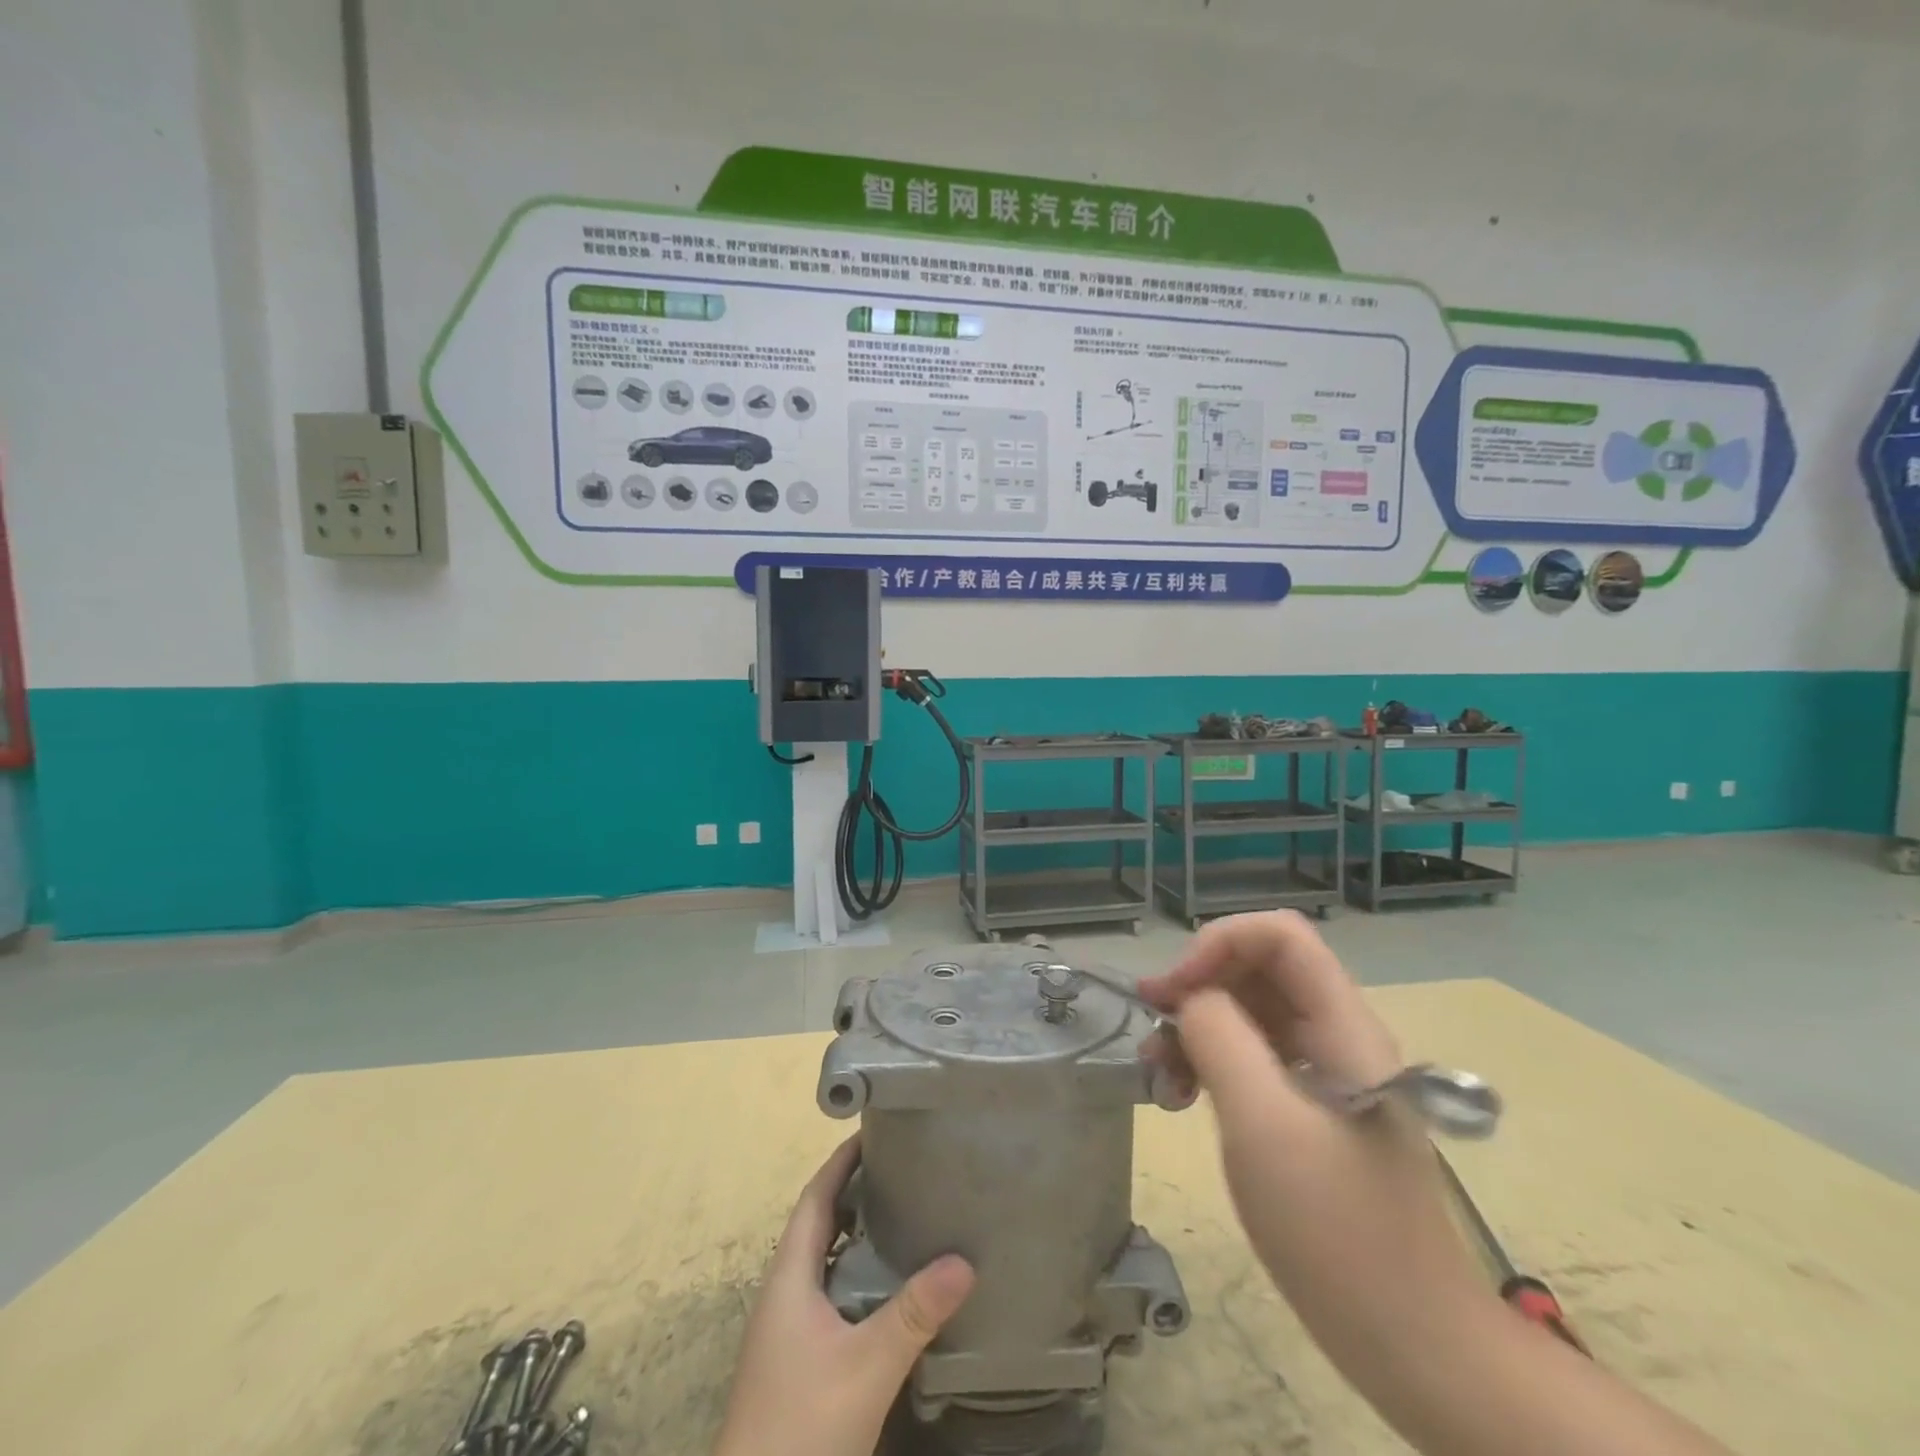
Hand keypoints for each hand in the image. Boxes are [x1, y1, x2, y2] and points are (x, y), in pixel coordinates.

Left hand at [714, 1137, 975, 1455]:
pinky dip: (856, 1272)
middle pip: (818, 1222)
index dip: (841, 1162)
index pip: (815, 1197)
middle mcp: (783, 1292)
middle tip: (901, 1167)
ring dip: (855, 1232)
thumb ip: (914, 1313)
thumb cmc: (803, 1427)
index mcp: (789, 1276)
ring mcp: (786, 1328)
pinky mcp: (796, 1358)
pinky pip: (829, 1291)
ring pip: (823, 1259)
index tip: (875, 1130)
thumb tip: (965, 1260)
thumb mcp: (867, 1367)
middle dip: (854, 1190)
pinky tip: (887, 1286)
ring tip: (902, 1212)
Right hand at [1139, 914, 1731, 1455]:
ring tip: (1159, 1074)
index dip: (1219, 944)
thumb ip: (1221, 1040)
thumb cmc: (1338, 1232)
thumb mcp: (1264, 1126)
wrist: (1412, 1345)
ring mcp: (1324, 1072)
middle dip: (1198, 984)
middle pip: (1259, 968)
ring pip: (1248, 1010)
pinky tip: (1181, 1096)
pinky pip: (1250, 1055)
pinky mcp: (1308, 1107)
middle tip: (1151, 1026)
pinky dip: (1209, 1061)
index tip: (1173, 992)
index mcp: (1343, 1027)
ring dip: (1196, 1025)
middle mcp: (1336, 1035)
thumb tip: (1189, 999)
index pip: (1280, 935)